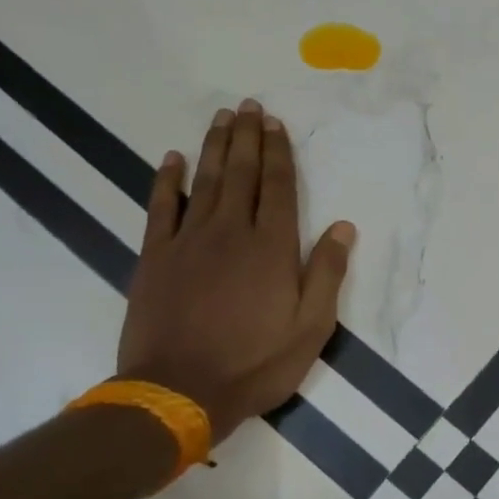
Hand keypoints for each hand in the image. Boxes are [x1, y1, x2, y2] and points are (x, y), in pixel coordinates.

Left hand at [117, 100, 354, 441]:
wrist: (178, 392)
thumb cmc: (255, 363)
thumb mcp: (311, 327)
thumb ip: (326, 273)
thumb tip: (343, 227)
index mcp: (272, 248)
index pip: (278, 187)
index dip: (279, 153)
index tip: (277, 124)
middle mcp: (231, 233)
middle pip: (240, 174)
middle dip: (247, 138)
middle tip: (249, 106)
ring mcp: (188, 242)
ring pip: (204, 182)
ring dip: (214, 147)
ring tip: (221, 118)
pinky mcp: (155, 258)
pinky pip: (160, 208)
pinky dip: (166, 181)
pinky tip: (172, 159)